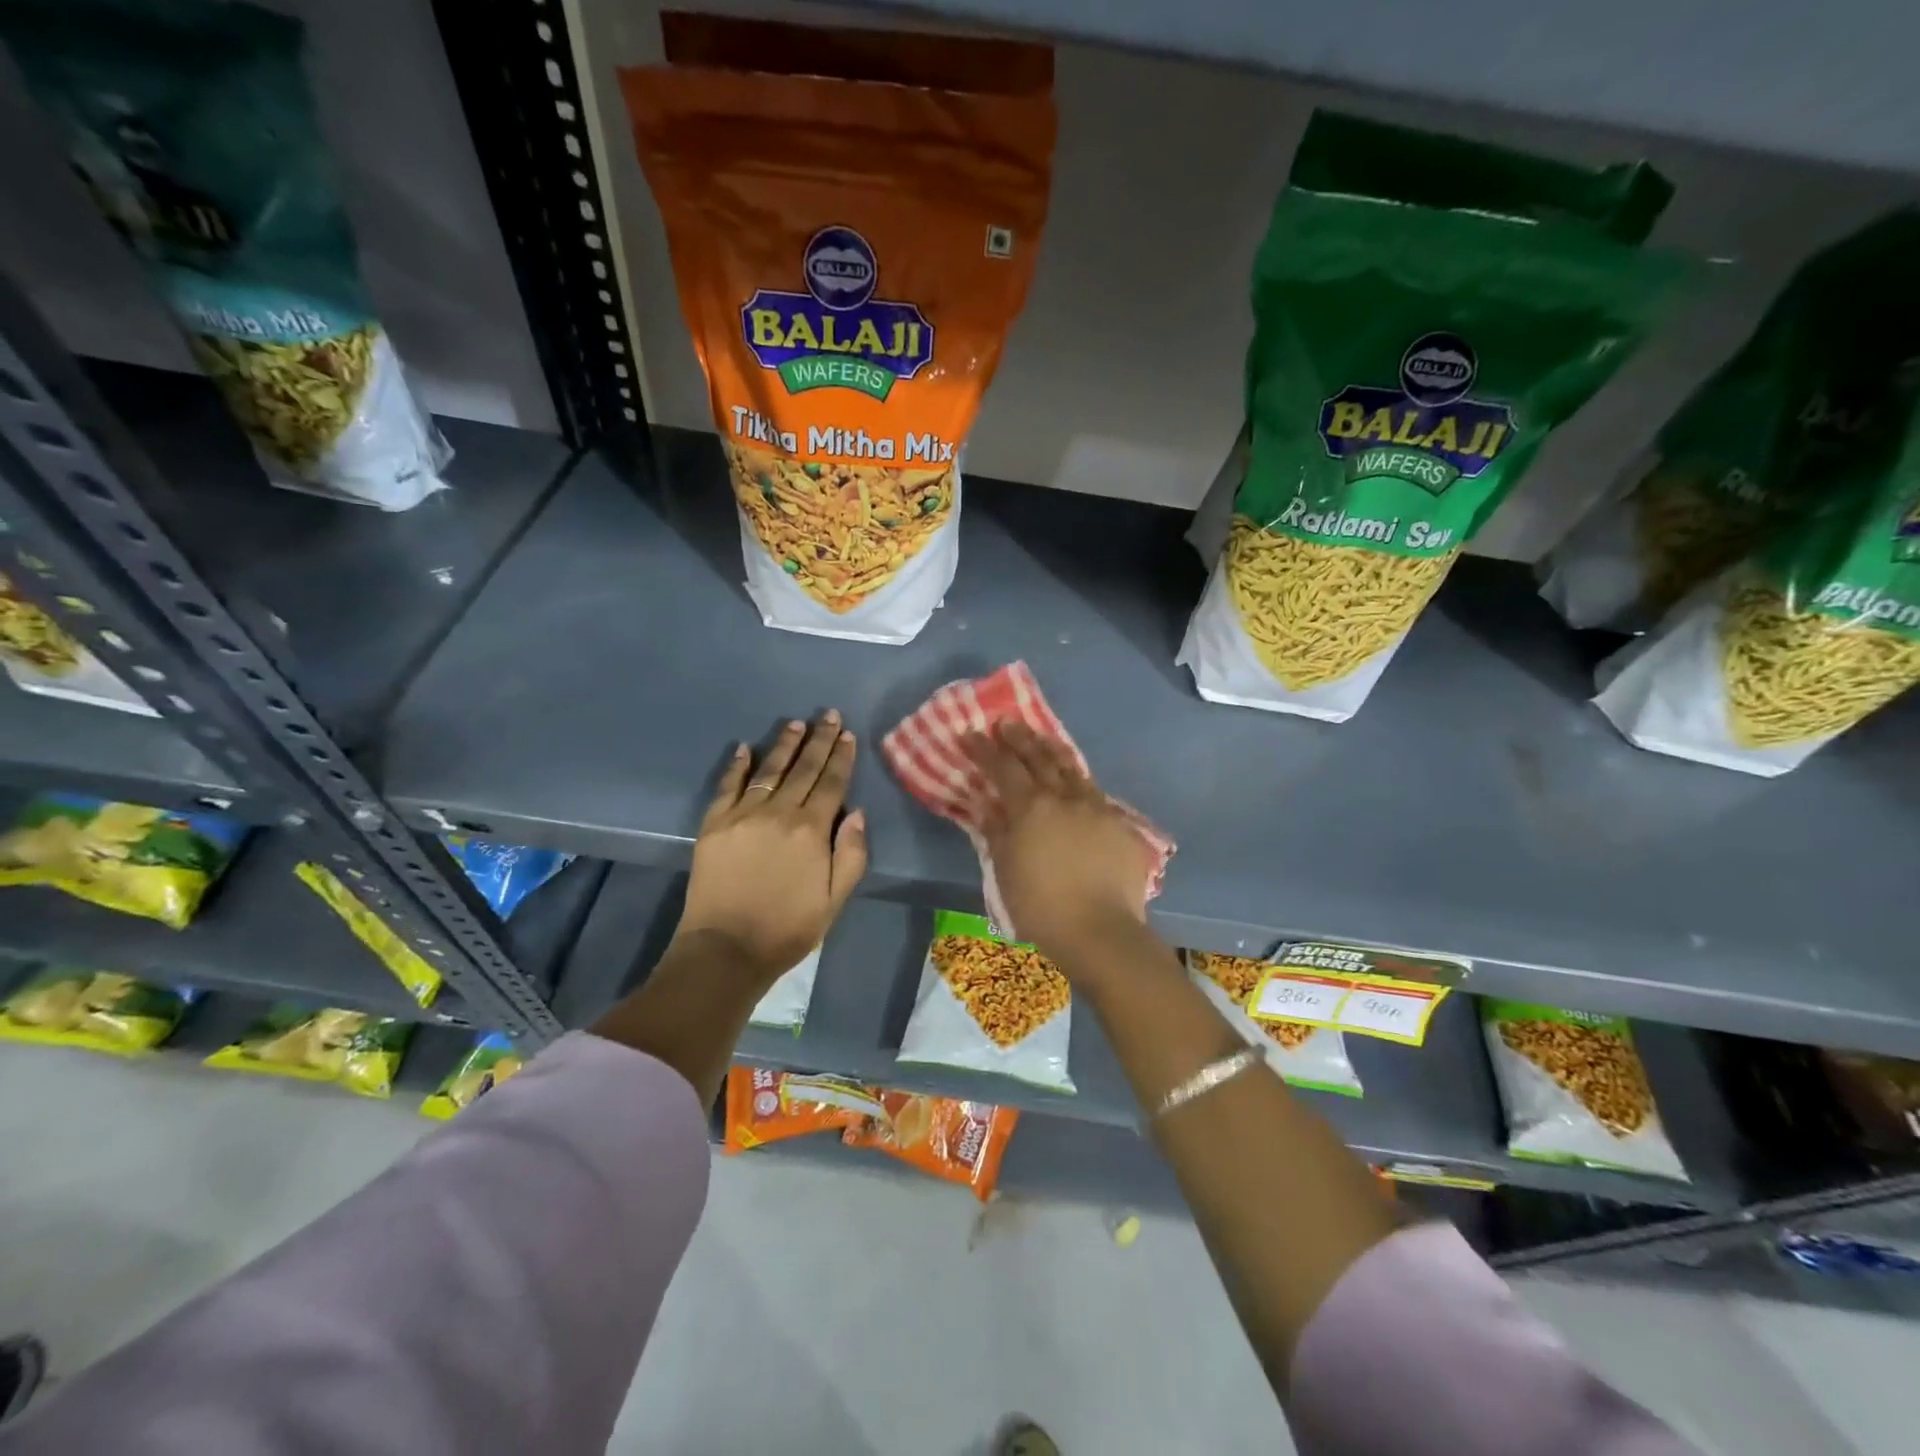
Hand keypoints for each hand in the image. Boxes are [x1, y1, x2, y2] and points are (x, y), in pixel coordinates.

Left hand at [674, 712, 867, 984]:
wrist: (726, 949)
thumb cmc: (788, 928)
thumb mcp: (835, 899)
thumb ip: (851, 854)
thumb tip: (857, 813)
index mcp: (812, 830)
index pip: (831, 783)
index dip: (841, 757)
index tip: (847, 734)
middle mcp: (779, 813)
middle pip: (803, 769)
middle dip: (818, 740)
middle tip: (828, 715)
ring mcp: (743, 816)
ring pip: (769, 771)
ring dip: (784, 745)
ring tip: (795, 723)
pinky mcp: (714, 825)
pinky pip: (728, 786)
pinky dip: (736, 766)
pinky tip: (743, 748)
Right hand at [962, 721, 1150, 965]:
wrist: (1101, 932)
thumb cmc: (1042, 907)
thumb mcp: (1006, 870)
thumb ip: (996, 832)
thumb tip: (985, 803)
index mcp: (1032, 808)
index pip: (1003, 768)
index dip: (984, 750)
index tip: (970, 733)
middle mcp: (1065, 798)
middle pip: (1040, 758)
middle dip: (1019, 738)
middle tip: (1006, 723)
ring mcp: (1097, 808)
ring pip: (1072, 768)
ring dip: (1052, 750)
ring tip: (1041, 738)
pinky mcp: (1120, 825)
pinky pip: (1095, 792)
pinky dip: (1079, 780)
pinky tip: (1076, 781)